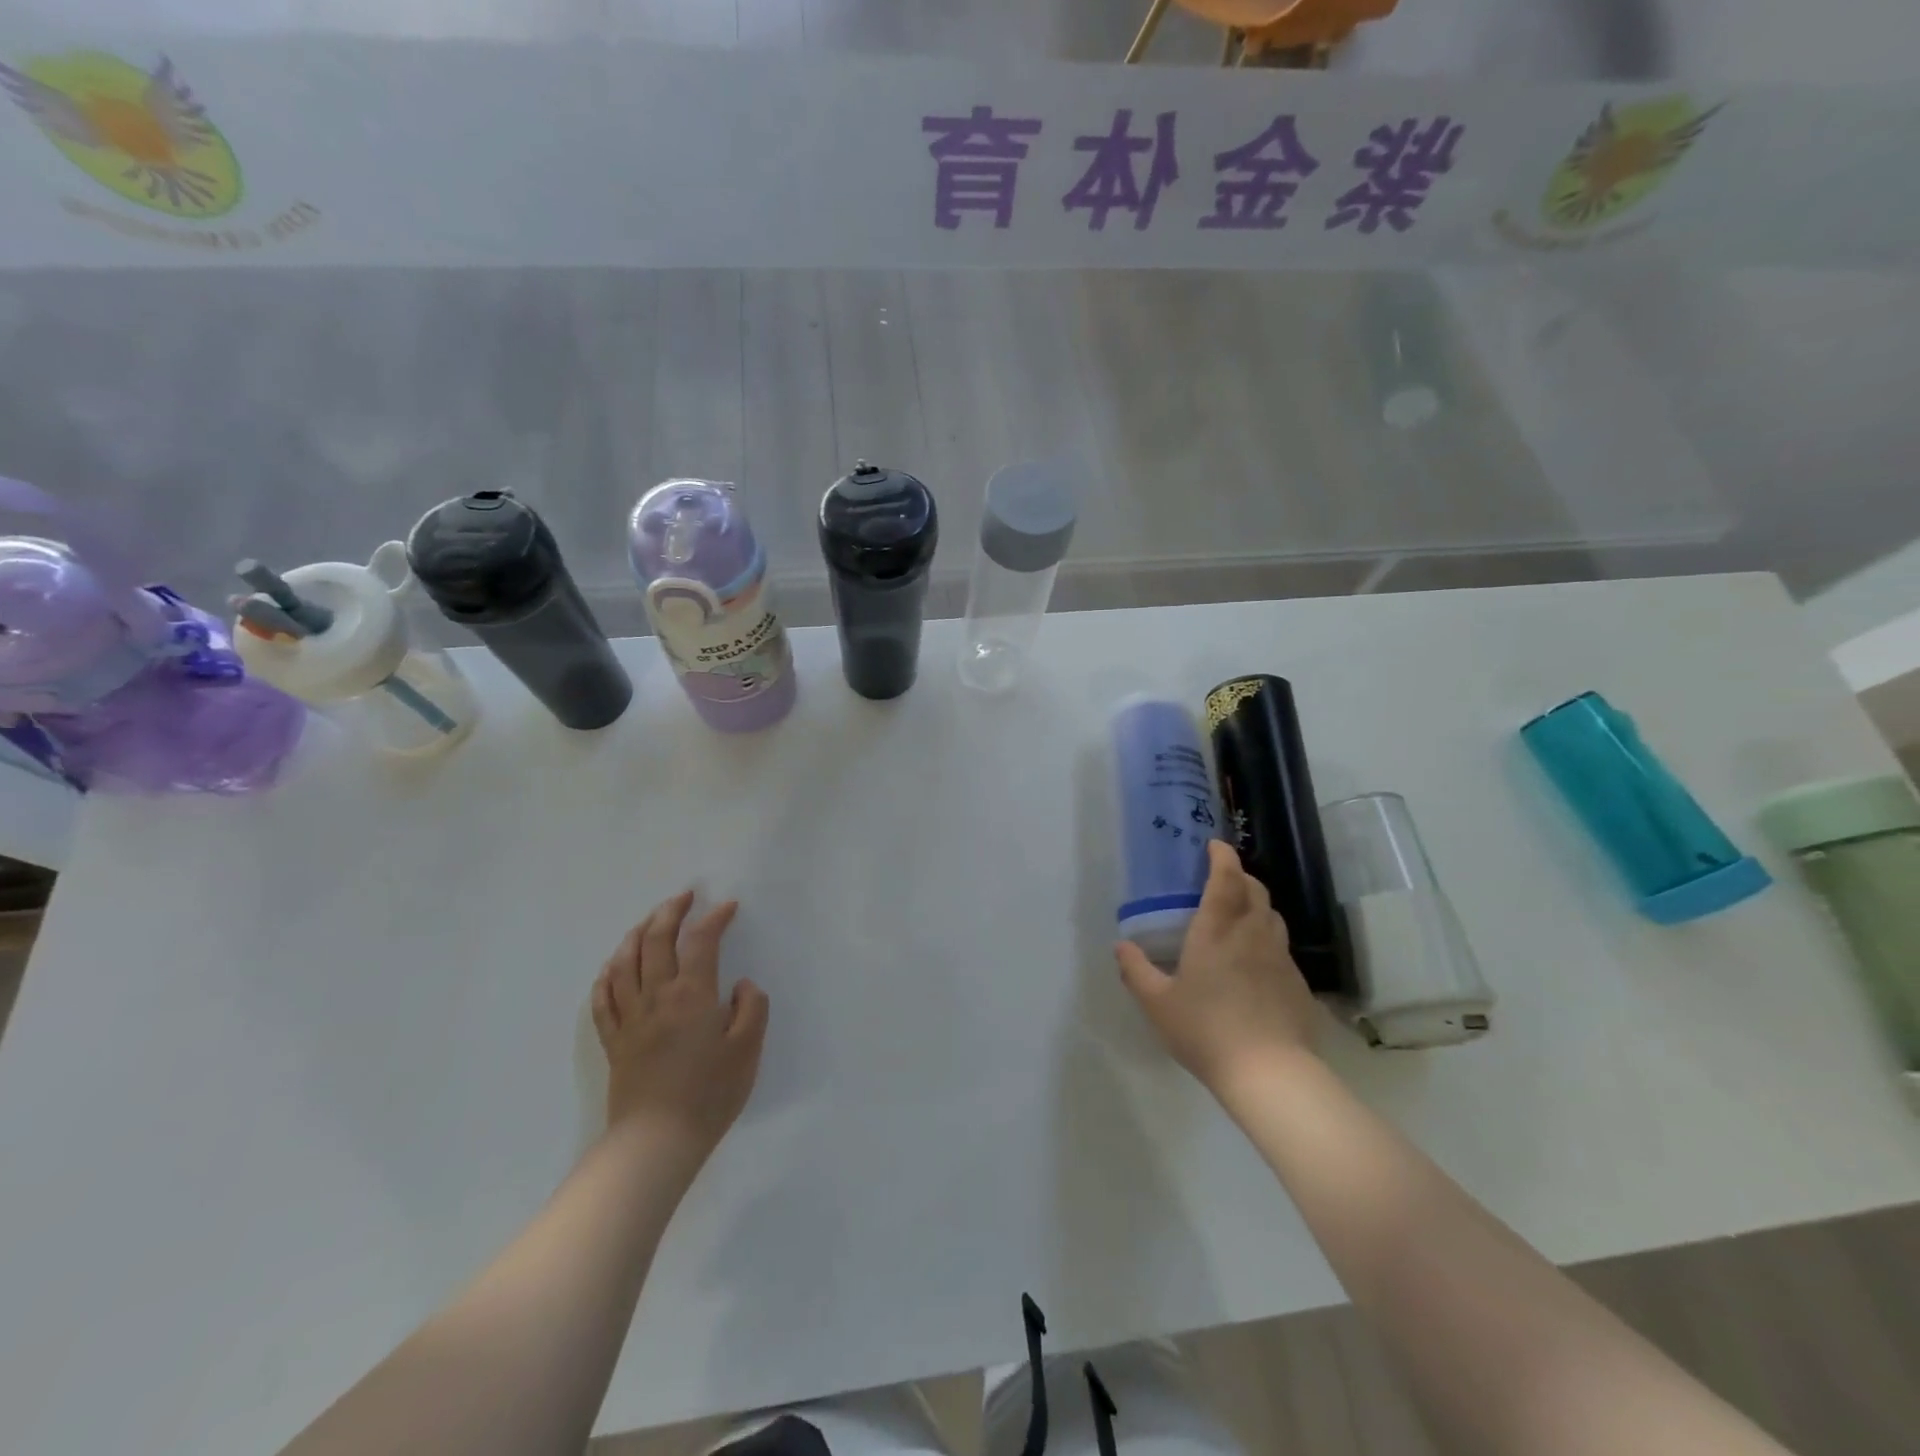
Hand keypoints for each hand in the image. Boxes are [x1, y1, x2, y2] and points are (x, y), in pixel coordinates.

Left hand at [590, 891, 768, 1165]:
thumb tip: (740, 985)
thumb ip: (751, 1008)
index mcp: (692, 994)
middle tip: (684, 897)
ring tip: (649, 921)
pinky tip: (613, 966)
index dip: (714, 917)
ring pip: (624, 962)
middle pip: (655, 940)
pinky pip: (603, 998)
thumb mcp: (747, 1050)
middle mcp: (656, 996)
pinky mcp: (614, 1041)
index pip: (700, 940)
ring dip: (636, 933)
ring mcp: (630, 1018)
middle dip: (669, 911)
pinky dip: (607, 974)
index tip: (728, 906)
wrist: (656, 1142)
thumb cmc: (709, 1094)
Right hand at [1116, 840, 1317, 1094]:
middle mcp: (1252, 933)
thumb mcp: (1158, 1004)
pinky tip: (1255, 961)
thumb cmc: (1206, 1030)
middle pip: (1254, 890)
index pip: (1225, 878)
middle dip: (1239, 876)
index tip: (1214, 845)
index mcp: (1217, 930)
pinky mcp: (1297, 982)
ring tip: (1239, 914)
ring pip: (1272, 915)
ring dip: (1256, 904)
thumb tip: (1121, 946)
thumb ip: (1136, 971)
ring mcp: (1280, 957)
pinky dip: (1267, 938)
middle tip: (1222, 878)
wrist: (1270, 1073)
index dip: (1222, 856)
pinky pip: (1281, 946)